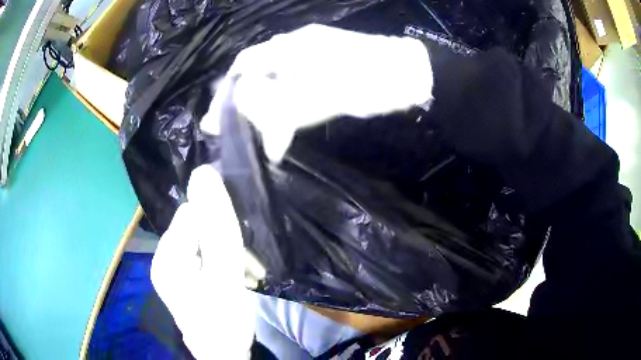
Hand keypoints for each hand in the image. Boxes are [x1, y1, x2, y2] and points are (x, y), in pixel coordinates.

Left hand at [151, 165, 260, 358]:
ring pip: (202, 241)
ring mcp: (174, 269)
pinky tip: (233, 277)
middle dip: (223, 241)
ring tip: (242, 275)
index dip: (217, 225)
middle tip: (242, 267)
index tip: (236, 249)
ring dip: (225, 253)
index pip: (191, 214)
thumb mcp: (224, 273)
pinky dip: (221, 262)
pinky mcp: (185, 278)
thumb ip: (215, 227)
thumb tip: (204, 172)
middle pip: (195, 227)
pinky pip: (203, 255)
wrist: (225, 355)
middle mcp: (164, 258)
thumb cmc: (224, 319)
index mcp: (167, 255)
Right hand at [201, 24, 432, 160]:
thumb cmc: (373, 81)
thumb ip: (286, 104)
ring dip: (262, 109)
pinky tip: (281, 128)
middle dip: (241, 103)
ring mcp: (312, 58)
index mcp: (294, 46)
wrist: (411, 76)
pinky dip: (284, 109)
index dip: (228, 91)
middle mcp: (298, 48)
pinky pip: (294, 89)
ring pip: (275, 83)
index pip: (247, 64)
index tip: (215, 119)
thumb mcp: (328, 94)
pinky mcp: (325, 71)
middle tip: (227, 131)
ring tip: (253, 135)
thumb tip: (251, 119)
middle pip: (258, 74)